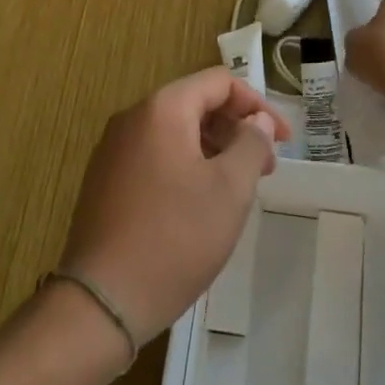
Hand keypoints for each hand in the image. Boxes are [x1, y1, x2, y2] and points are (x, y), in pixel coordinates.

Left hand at [60, 68, 291, 345]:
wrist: (101, 303)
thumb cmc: (175, 238)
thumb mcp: (230, 190)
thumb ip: (252, 143)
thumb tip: (257, 120)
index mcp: (163, 108)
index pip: (219, 81)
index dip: (257, 104)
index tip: (283, 139)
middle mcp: (133, 117)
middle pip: (196, 103)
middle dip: (236, 128)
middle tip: (266, 167)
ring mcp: (114, 149)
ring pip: (176, 131)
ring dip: (213, 148)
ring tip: (238, 188)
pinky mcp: (105, 180)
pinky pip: (156, 155)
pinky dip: (186, 165)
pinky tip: (200, 204)